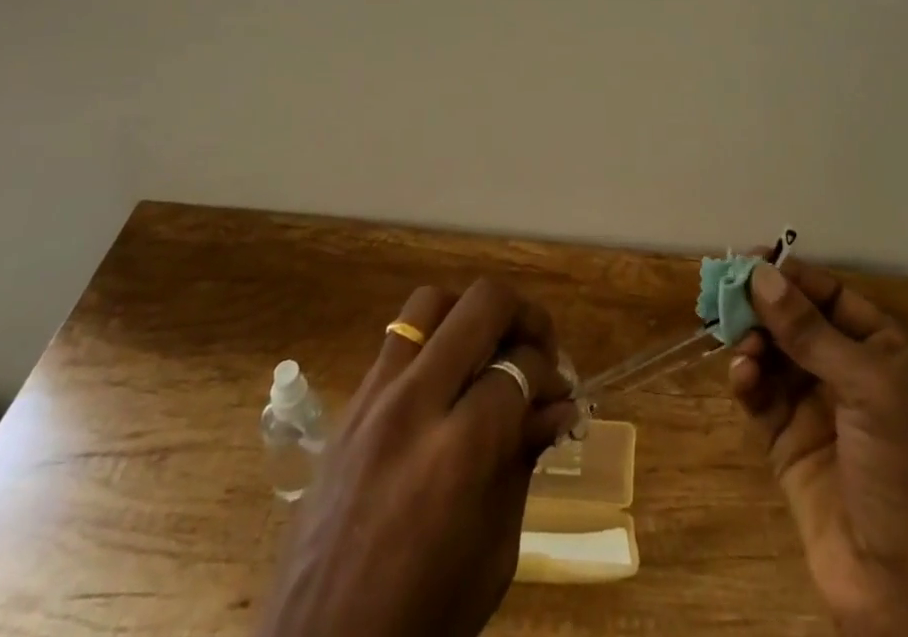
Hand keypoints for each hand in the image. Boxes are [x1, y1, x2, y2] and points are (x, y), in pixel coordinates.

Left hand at [259, 279, 576, 636]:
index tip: (560, 395)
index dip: (550, 375)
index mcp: (457, 452)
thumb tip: (560, 406)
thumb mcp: (494, 552)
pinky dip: (432, 342)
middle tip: (537, 347)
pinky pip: (397, 341)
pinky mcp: (347, 409)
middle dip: (523, 316)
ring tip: (488, 349)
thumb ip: (524, 460)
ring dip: (470, 314)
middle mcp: (413, 405)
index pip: (519, 367)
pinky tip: (445, 382)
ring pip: (430, 302)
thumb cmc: (422, 622)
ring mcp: (372, 400)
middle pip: (480, 305)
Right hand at [730, 261, 907, 636]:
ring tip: (742, 349)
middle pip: (796, 322)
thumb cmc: (906, 470)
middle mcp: (850, 373)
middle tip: (728, 298)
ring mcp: (818, 410)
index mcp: (882, 351)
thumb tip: (760, 274)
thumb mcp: (868, 388)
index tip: (750, 261)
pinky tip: (741, 377)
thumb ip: (810, 331)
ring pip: (774, 356)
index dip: (792, 277)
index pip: (831, 295)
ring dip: (753, 343)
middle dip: (764, 308)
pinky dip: (747, 381)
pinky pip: (761, 398)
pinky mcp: (789, 446)